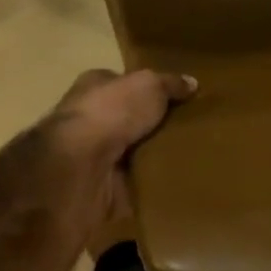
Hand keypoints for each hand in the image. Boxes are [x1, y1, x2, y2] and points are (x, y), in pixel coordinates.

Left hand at [41, 68, 196, 246]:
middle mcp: (88, 119)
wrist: (79, 168)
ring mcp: (92, 156)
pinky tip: (177, 183)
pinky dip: (150, 186)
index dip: (148, 89)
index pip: (123, 83)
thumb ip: (170, 83)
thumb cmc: (110, 112)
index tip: (178, 99)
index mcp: (94, 86)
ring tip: (191, 157)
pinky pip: (133, 185)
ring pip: (131, 153)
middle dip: (153, 125)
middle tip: (190, 129)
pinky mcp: (99, 188)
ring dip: (153, 157)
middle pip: (128, 119)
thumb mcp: (149, 85)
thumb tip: (192, 83)